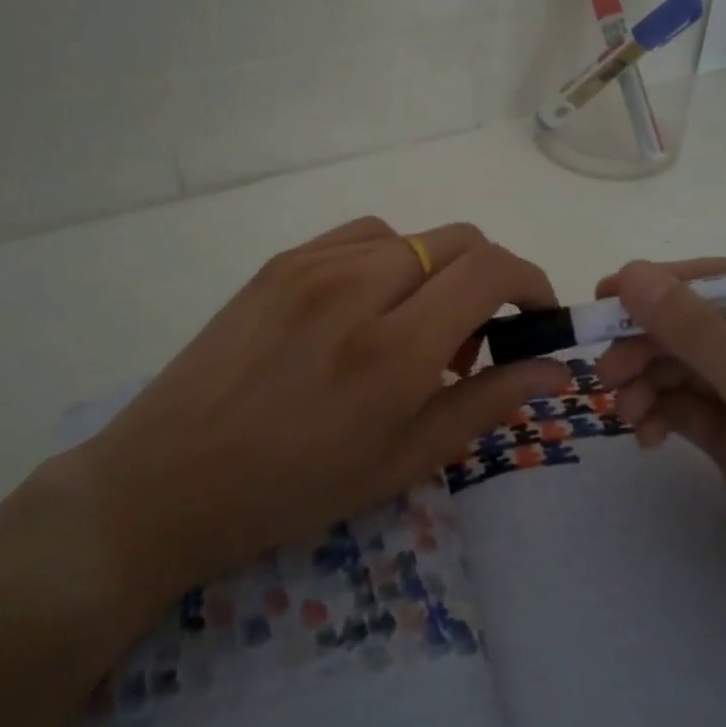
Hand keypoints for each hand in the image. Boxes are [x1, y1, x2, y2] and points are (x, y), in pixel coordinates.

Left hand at [71, 218, 569, 617]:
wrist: (169, 479)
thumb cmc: (295, 490)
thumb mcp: (405, 460)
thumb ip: (488, 402)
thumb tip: (555, 367)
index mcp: (395, 348)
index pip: (491, 270)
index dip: (531, 283)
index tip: (536, 318)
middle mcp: (359, 287)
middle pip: (460, 241)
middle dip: (490, 279)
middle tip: (473, 341)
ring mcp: (313, 265)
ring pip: (414, 237)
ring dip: (438, 273)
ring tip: (413, 330)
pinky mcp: (281, 261)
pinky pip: (363, 236)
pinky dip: (391, 260)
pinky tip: (369, 307)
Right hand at [594, 258, 725, 667]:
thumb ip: (698, 335)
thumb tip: (633, 275)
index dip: (667, 286)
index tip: (608, 296)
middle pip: (702, 328)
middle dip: (652, 344)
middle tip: (604, 370)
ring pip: (690, 370)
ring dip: (650, 381)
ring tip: (621, 410)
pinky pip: (692, 411)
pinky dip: (662, 415)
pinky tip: (642, 436)